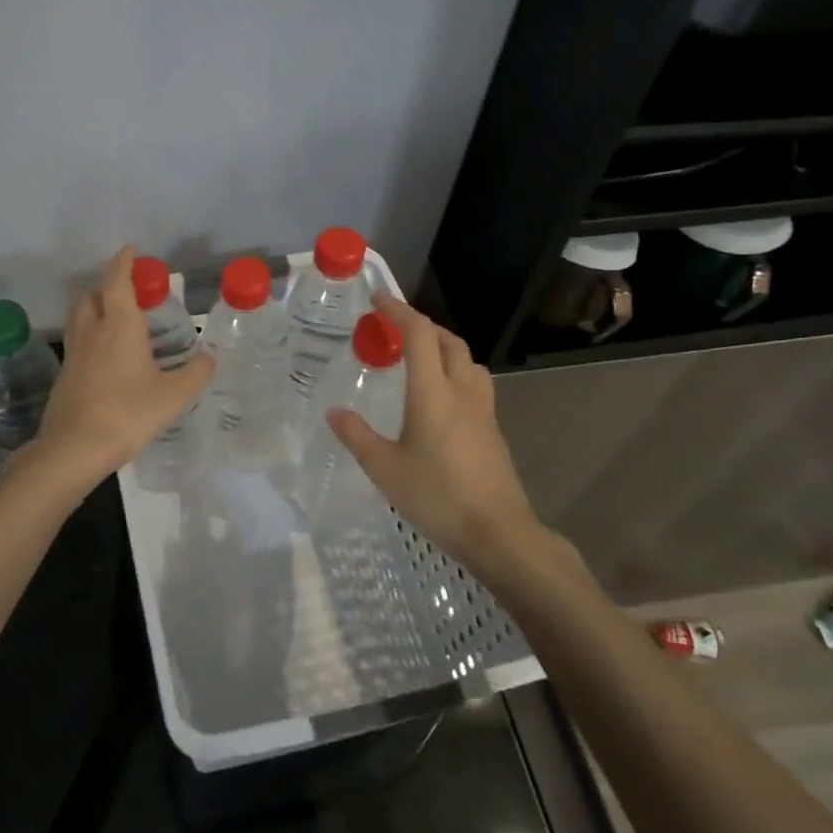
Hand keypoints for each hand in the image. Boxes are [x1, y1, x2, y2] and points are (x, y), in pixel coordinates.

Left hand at [30, 245, 214, 488]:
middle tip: (129, 293)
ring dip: (94, 308)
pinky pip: (77, 342)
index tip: (132, 250)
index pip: (118, 281)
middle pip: (92, 295)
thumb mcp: (173, 396)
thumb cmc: (127, 413)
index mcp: (120, 326)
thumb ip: (195, 374)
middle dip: (107, 286)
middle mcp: (93, 331)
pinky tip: (105, 357)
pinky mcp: (65, 374)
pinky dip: (90, 336)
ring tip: (116, 320)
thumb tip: (210, 359)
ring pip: (80, 317)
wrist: (74, 447)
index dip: (124, 262)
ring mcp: (74, 353)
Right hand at [328, 294, 553, 585]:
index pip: (419, 335)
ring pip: (467, 361)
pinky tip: (441, 398)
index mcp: (433, 393)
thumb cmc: (437, 497)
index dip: (399, 311)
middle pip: (448, 341)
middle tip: (395, 330)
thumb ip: (357, 436)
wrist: (498, 532)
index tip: (378, 299)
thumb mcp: (385, 469)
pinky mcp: (493, 430)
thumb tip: (334, 412)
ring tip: (420, 359)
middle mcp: (462, 392)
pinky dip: (455, 372)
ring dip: (444, 347)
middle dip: (422, 326)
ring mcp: (483, 410)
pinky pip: (475, 384)